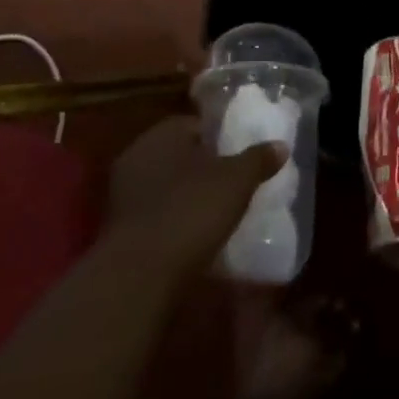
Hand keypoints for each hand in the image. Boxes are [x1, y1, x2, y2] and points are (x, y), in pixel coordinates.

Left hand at [106, 117, 285, 279]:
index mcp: (163, 132)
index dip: (221, 138)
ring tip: (216, 214)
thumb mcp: (236, 182)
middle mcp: (138, 153)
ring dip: (186, 196)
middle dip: (203, 168)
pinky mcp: (118, 227)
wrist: (139, 274)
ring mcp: (123, 191)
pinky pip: (154, 213)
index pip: (196, 125)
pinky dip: (172, 220)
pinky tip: (192, 238)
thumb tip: (280, 145)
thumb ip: (258, 160)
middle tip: (232, 185)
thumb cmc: (191, 211)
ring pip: (165, 185)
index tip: (240, 157)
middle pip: (180, 154)